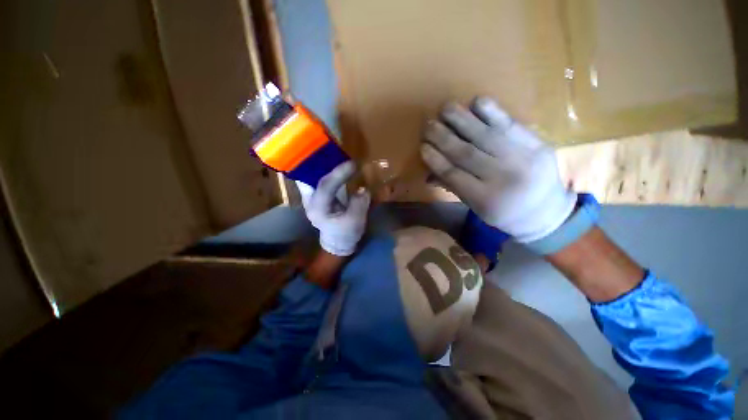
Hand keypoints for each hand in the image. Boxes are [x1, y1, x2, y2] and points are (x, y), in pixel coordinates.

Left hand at [296, 161, 370, 255]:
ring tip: (332, 153)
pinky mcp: (315, 196)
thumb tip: (362, 188)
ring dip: (319, 164)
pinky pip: (314, 178)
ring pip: (308, 175)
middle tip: (334, 150)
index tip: (353, 164)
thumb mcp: (356, 222)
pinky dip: (322, 169)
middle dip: (318, 162)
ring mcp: (309, 198)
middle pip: (307, 176)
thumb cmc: (346, 234)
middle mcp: (309, 201)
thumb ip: (359, 204)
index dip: (339, 173)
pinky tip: (331, 163)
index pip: (325, 186)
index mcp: (318, 209)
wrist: (337, 243)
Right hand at [421, 97, 575, 242]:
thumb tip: (429, 174)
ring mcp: (523, 158)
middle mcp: (503, 178)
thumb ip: (453, 187)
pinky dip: (493, 112)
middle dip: (443, 138)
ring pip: (485, 136)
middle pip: (466, 153)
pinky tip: (476, 101)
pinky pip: (511, 125)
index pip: (453, 174)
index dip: (436, 159)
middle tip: (428, 125)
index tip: (422, 147)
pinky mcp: (537, 144)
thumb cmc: (504, 213)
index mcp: (485, 199)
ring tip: (445, 108)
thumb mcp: (476, 207)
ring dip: (463, 120)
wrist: (547, 212)